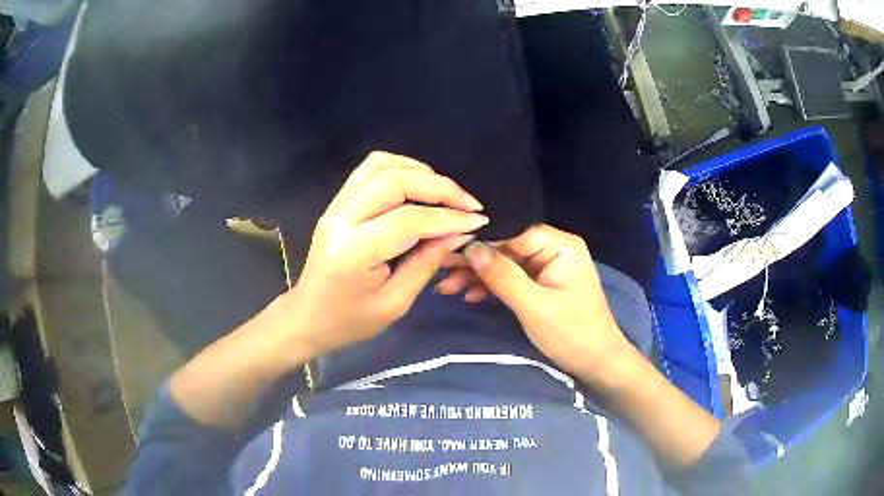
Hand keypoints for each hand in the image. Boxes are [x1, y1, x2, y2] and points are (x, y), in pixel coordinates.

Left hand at [278, 151, 487, 357]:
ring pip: (381, 165)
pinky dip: (400, 169)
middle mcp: (340, 218)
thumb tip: (460, 231)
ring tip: (446, 193)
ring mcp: (335, 206)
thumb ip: (427, 262)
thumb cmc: (350, 321)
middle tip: (468, 203)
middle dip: (439, 187)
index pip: (409, 220)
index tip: (479, 221)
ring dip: (420, 171)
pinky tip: (419, 186)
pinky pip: (370, 170)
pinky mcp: (337, 202)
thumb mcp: (395, 303)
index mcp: (353, 251)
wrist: (307, 318)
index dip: (449, 218)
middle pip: (395, 180)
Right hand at [436, 225, 630, 381]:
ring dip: (479, 276)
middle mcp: (554, 249)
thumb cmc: (571, 334)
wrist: (596, 363)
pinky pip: (513, 278)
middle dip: (475, 261)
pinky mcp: (542, 284)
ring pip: (506, 264)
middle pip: (507, 247)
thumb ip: (502, 276)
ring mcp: (548, 267)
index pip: (513, 232)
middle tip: (440, 269)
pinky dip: (492, 287)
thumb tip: (471, 248)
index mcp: (560, 245)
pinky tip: (469, 295)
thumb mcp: (534, 306)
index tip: (448, 248)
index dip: (481, 240)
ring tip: (446, 286)